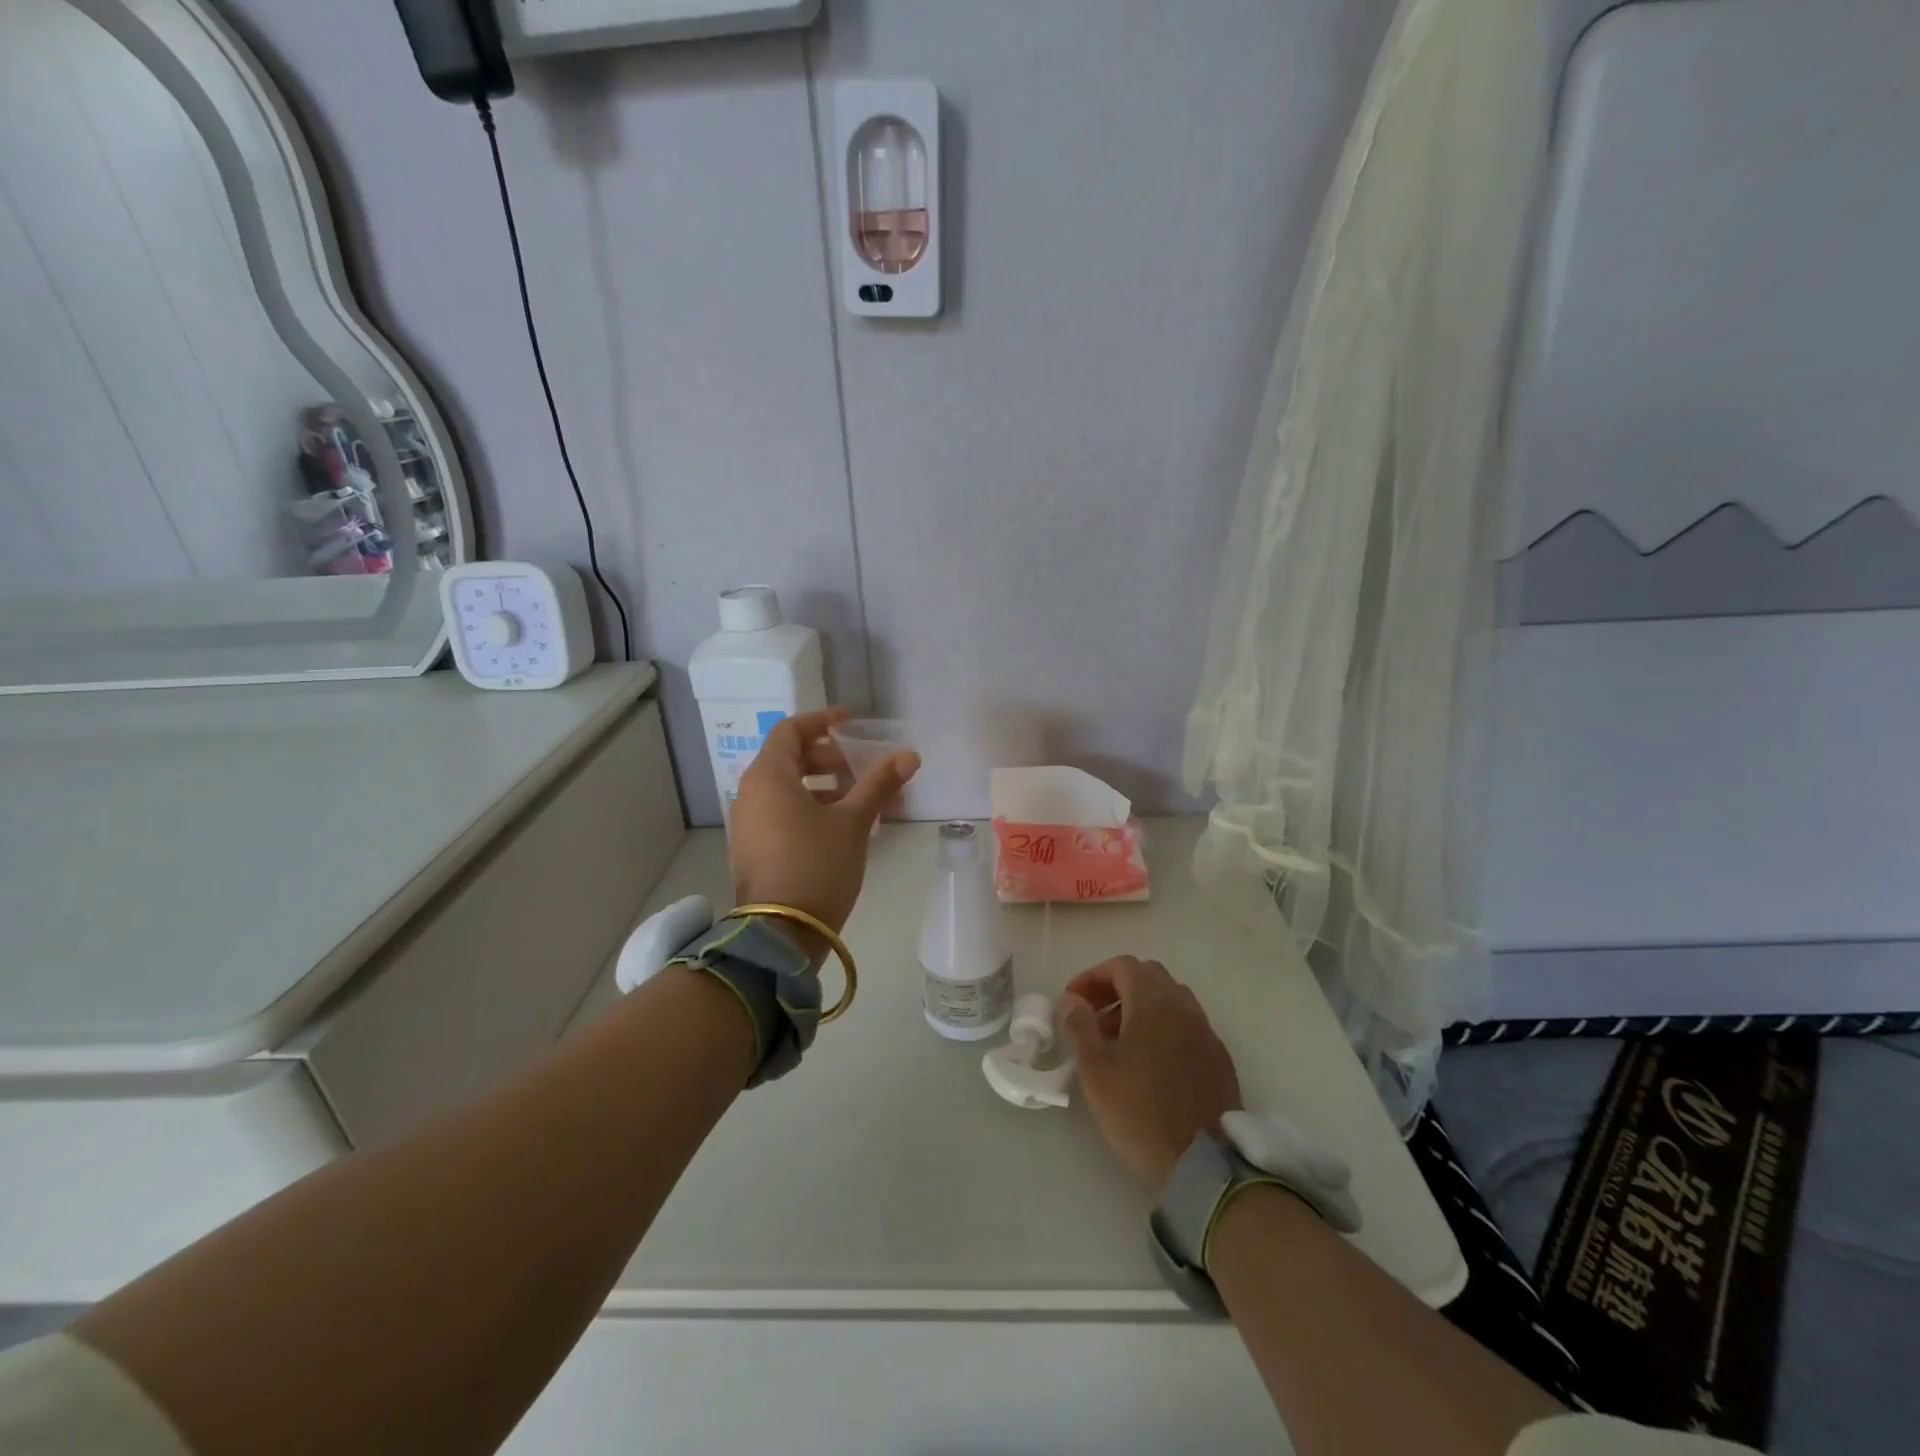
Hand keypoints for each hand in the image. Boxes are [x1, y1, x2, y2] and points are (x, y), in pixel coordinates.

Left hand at [728, 707, 919, 948]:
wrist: (780, 934)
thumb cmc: (816, 865)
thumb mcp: (853, 822)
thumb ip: (879, 784)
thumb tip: (910, 756)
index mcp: (768, 777)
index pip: (791, 730)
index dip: (822, 721)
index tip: (851, 723)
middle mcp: (750, 794)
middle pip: (789, 759)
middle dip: (829, 759)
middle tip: (862, 768)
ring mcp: (748, 825)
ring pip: (787, 790)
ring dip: (824, 787)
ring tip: (861, 802)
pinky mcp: (754, 850)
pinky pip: (782, 814)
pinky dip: (810, 810)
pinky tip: (842, 829)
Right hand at [1059, 957, 1241, 1197]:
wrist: (1202, 1163)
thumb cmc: (1139, 1111)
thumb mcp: (1096, 1070)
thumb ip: (1081, 1026)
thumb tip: (1072, 999)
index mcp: (1153, 1002)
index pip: (1122, 966)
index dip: (1093, 976)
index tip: (1074, 1001)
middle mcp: (1184, 1006)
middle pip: (1149, 977)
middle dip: (1117, 987)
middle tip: (1094, 1015)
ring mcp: (1206, 1031)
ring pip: (1171, 1000)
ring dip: (1141, 1007)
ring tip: (1118, 1040)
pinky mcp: (1219, 1057)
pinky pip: (1188, 1025)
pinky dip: (1164, 1028)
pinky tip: (1151, 1062)